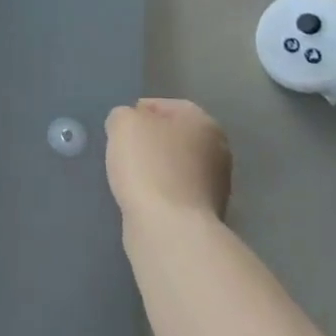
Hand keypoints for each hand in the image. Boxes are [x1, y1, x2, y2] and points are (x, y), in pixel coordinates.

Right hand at [105, 99, 232, 228]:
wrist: (169, 229)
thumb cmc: (148, 166)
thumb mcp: (123, 123)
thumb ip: (123, 115)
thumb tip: (128, 125)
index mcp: (203, 122)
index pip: (165, 106)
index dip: (137, 113)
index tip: (117, 129)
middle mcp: (218, 150)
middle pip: (172, 137)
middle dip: (148, 143)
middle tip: (121, 152)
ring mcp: (216, 185)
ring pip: (174, 166)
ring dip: (153, 170)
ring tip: (127, 178)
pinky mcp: (205, 214)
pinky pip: (174, 193)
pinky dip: (158, 193)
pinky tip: (140, 199)